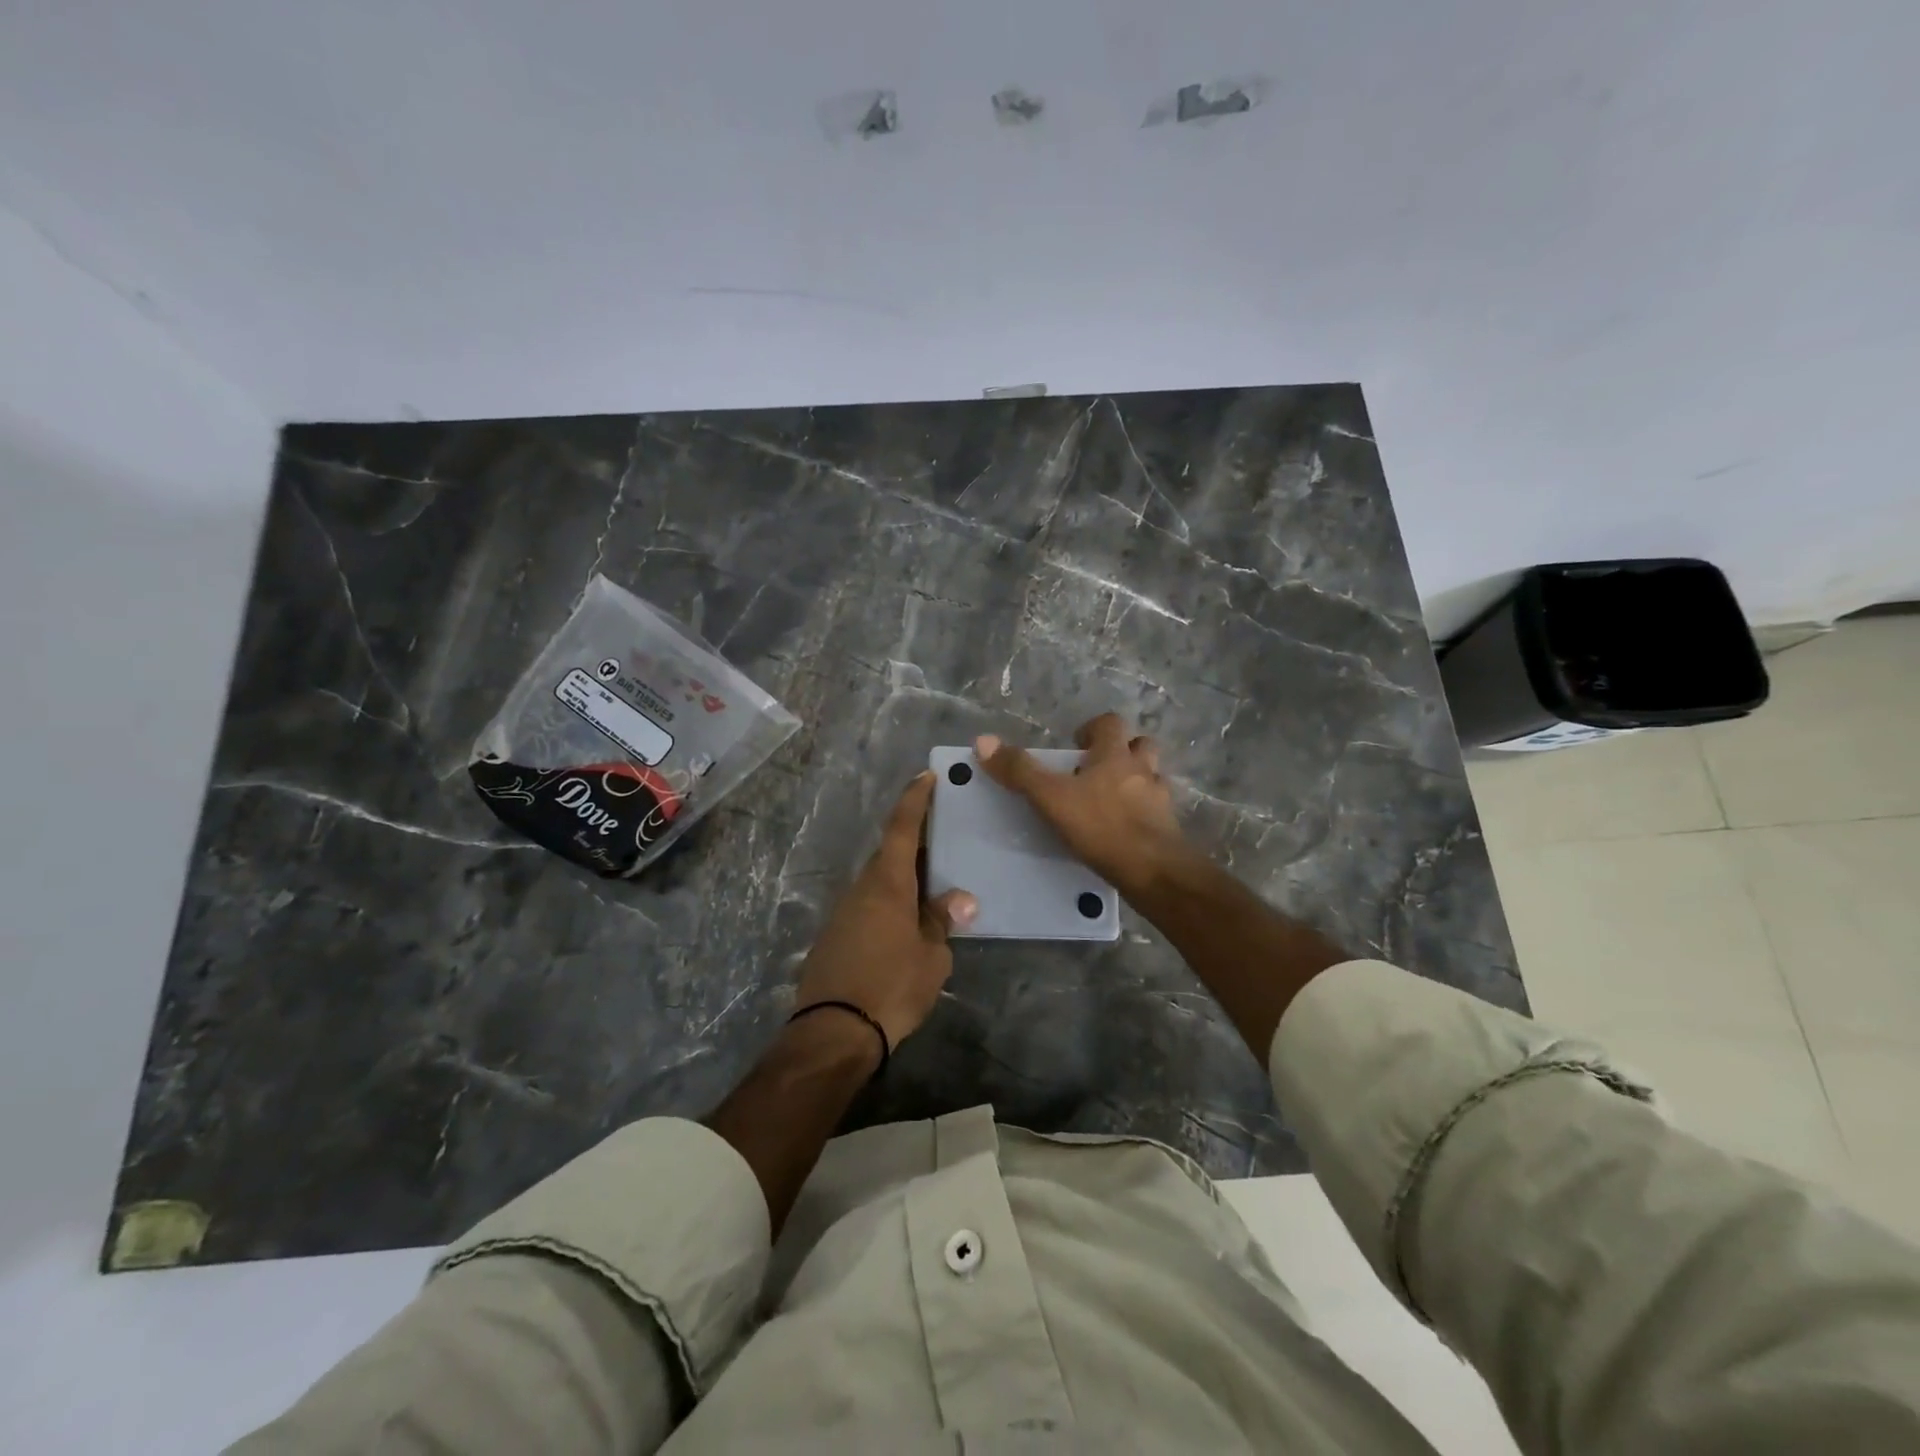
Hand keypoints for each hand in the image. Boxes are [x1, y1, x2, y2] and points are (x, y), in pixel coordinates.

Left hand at [790, 772, 976, 1053]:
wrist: (834, 1031)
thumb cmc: (892, 986)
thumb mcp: (931, 957)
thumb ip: (942, 922)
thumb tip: (960, 900)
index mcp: (888, 883)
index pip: (902, 828)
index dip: (914, 800)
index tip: (924, 776)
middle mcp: (862, 888)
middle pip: (890, 855)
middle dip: (916, 846)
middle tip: (944, 843)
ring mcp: (843, 912)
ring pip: (878, 883)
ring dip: (903, 880)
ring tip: (932, 890)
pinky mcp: (834, 936)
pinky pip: (867, 907)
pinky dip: (888, 905)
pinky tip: (906, 925)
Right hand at [976, 713, 1193, 900]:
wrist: (1153, 870)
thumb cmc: (1101, 826)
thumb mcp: (1051, 798)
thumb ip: (1020, 771)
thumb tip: (983, 741)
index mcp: (1115, 755)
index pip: (1111, 723)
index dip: (1094, 728)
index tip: (1078, 743)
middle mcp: (1142, 770)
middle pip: (1141, 745)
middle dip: (1122, 751)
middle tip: (1096, 769)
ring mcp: (1160, 799)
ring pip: (1152, 777)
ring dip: (1136, 780)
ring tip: (1112, 798)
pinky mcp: (1168, 828)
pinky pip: (1156, 811)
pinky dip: (1143, 813)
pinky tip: (1126, 829)